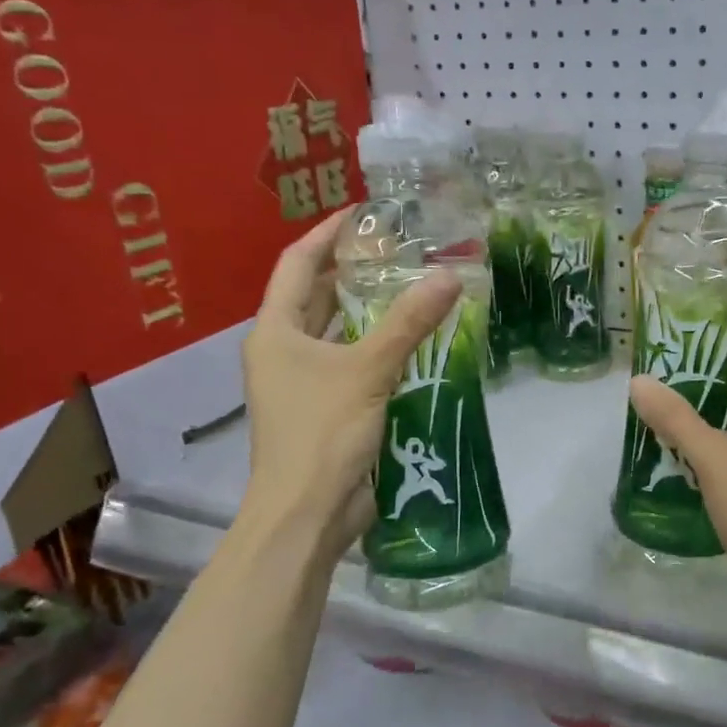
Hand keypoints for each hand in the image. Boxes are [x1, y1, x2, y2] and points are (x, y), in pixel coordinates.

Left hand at [239, 208, 460, 565]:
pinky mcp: (328, 408)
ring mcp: (304, 382)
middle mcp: (285, 350)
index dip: (328, 235)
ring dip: (370, 311)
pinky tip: (416, 339)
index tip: (364, 213)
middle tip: (401, 249)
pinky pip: (355, 363)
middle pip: (317, 295)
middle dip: (354, 270)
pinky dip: (380, 347)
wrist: (307, 513)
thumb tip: (450, 275)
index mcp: (276, 331)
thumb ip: (408, 322)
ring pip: (338, 332)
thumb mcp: (367, 370)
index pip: (297, 264)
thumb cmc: (322, 433)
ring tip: (413, 285)